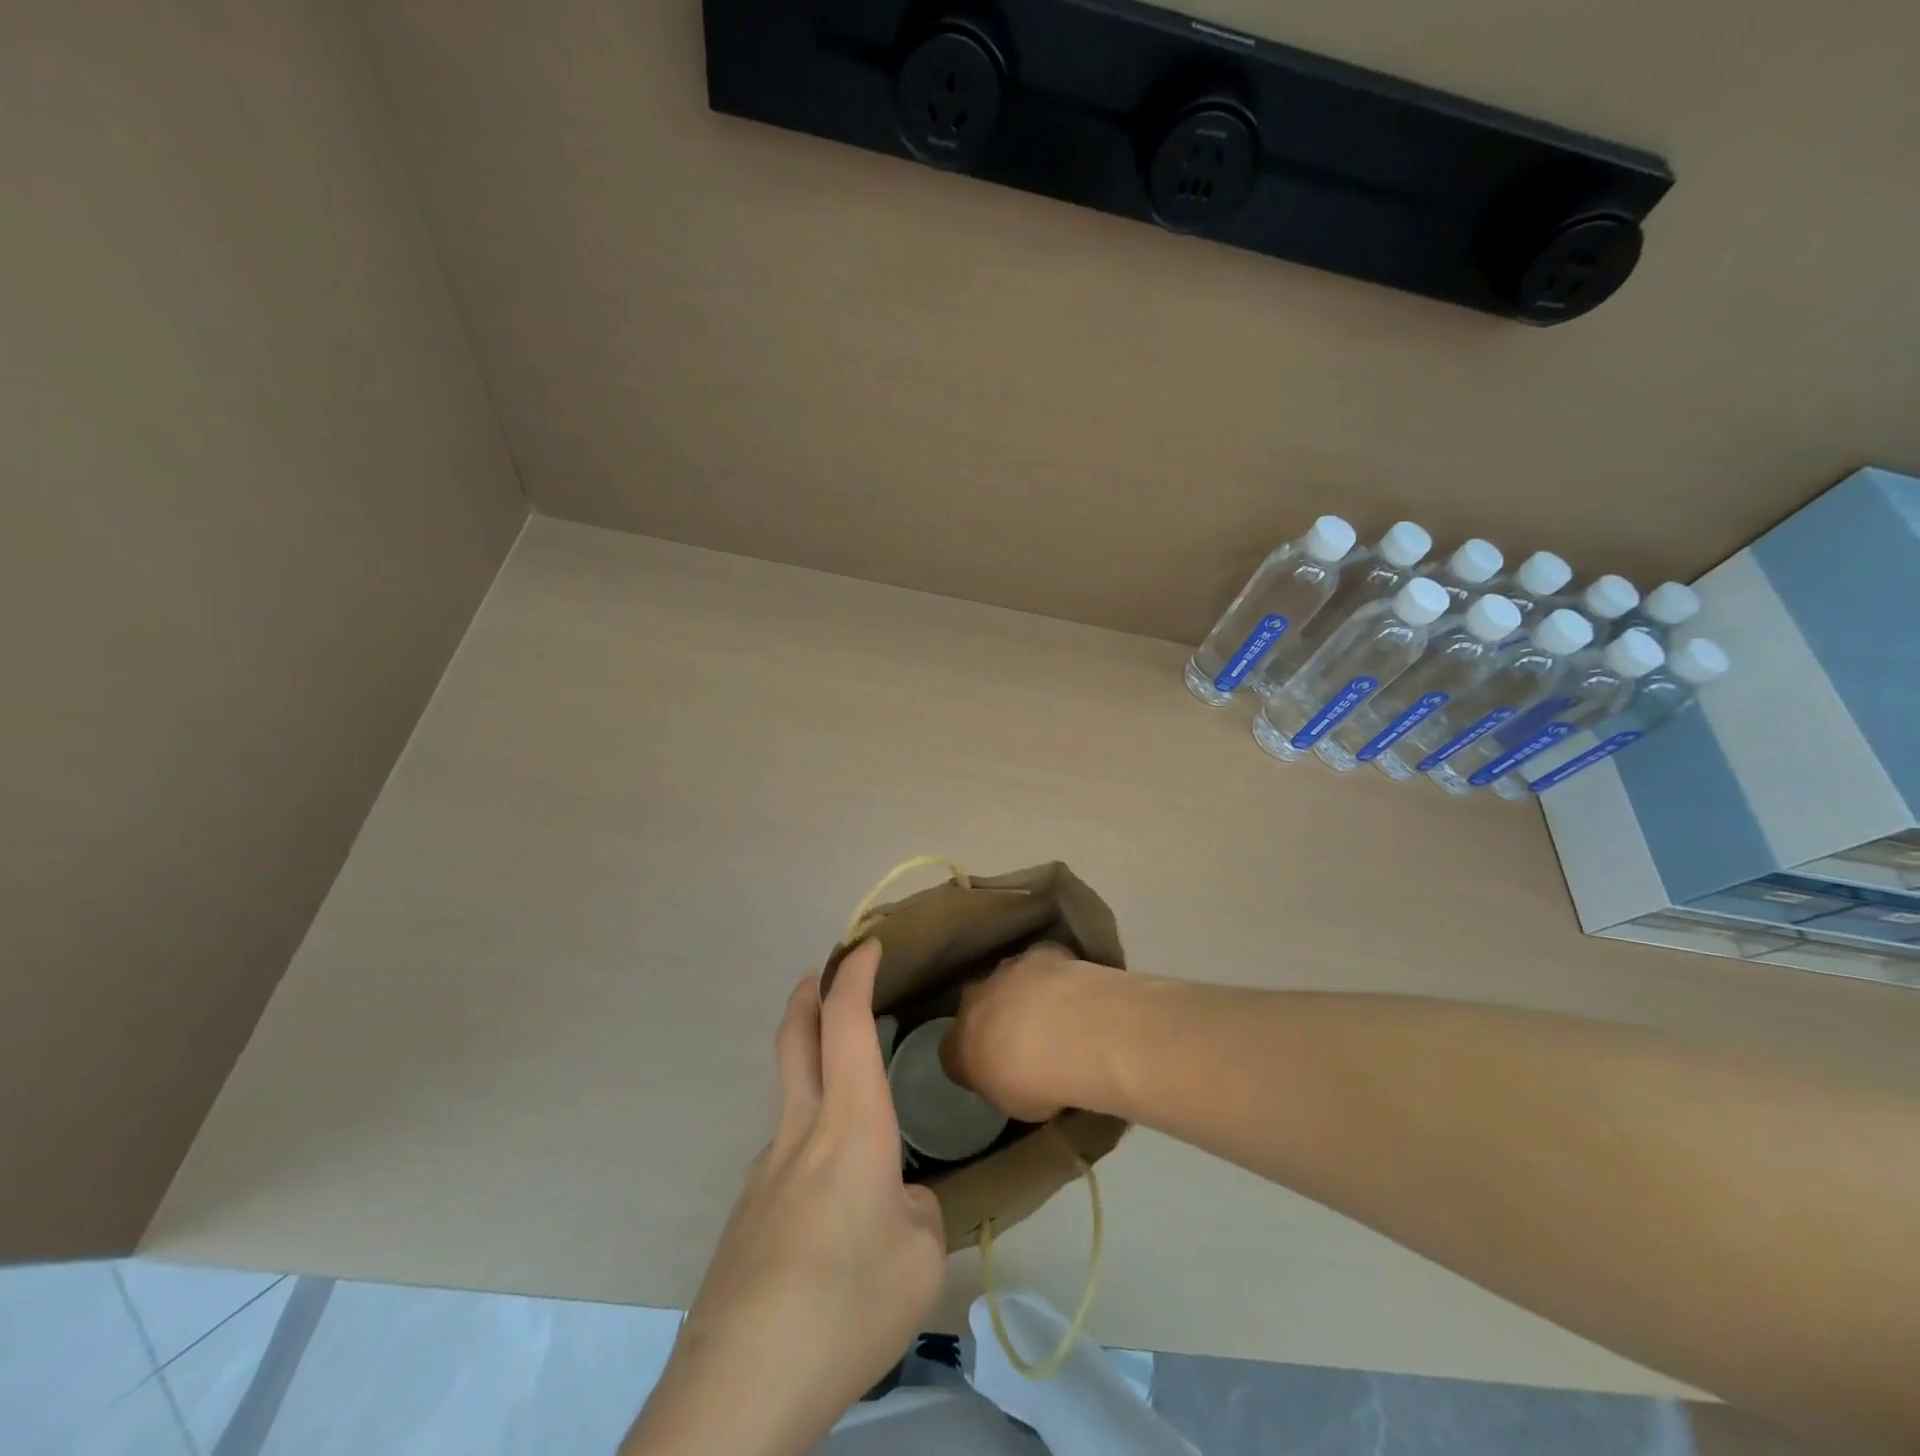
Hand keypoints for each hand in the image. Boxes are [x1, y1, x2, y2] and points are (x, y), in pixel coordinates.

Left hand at [622, 941, 946, 1455]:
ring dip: (816, 1078)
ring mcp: (763, 1171)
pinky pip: (787, 1159)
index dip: (854, 973)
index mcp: (850, 1124)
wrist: (739, 1389)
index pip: (845, 1022)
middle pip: (794, 1036)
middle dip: (810, 993)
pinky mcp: (745, 1215)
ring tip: (862, 1134)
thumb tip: (895, 1200)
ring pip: (792, 1099)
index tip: (866, 944)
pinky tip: (832, 1218)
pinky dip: (813, 1149)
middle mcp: (800, 1130)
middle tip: (828, 975)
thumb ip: (915, 1210)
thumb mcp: (920, 1258)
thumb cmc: (846, 1305)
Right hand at [942, 941, 1119, 1123]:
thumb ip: (1007, 1086)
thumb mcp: (1016, 1104)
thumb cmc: (1036, 1083)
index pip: (951, 1051)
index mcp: (960, 1044)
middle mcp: (975, 1001)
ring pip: (1007, 979)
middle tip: (1022, 1038)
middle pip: (976, 1006)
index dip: (971, 1059)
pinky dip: (1052, 974)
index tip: (992, 1070)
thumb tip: (1016, 1080)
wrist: (1068, 1034)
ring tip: (1053, 1014)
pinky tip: (1073, 990)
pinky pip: (1041, 962)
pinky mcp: (1039, 954)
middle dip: (993, 1016)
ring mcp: (1006, 972)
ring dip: (1022, 993)